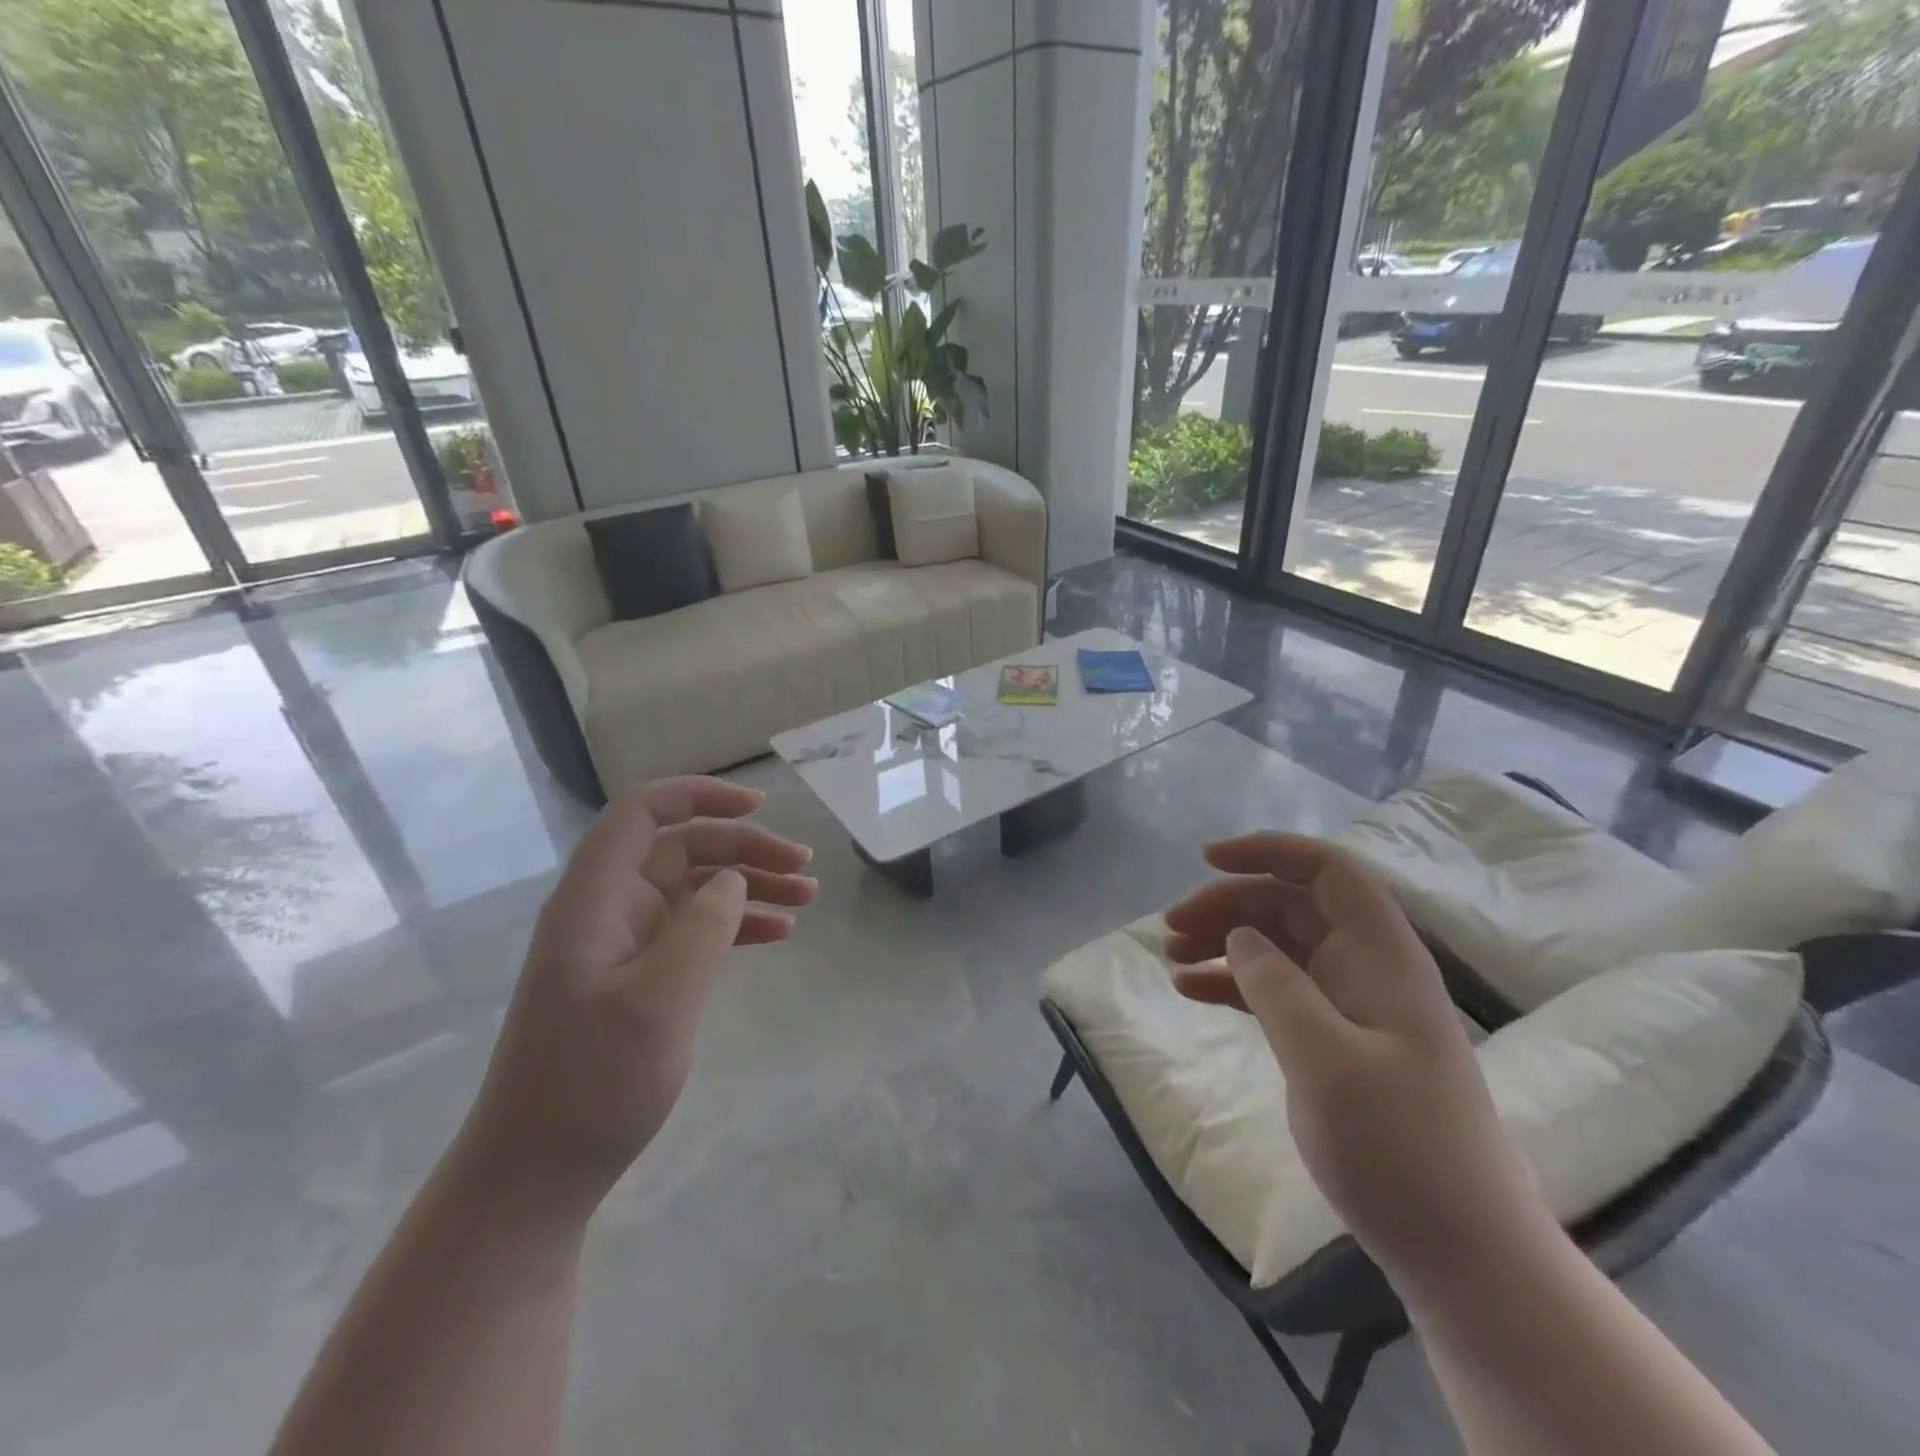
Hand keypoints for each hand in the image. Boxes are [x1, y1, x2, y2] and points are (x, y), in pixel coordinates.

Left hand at [453, 777, 815, 1220]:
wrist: (536, 1175)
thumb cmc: (592, 1084)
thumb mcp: (658, 1001)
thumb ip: (702, 927)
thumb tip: (732, 878)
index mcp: (595, 899)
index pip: (642, 814)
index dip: (699, 796)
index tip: (759, 807)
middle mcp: (607, 909)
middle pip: (682, 848)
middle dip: (745, 848)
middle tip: (805, 868)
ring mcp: (623, 944)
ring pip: (695, 888)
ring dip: (750, 884)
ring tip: (806, 897)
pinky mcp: (638, 976)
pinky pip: (694, 929)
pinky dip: (736, 924)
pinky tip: (776, 934)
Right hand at [1163, 833, 1552, 1296]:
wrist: (1461, 1252)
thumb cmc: (1401, 1148)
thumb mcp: (1327, 1061)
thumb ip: (1277, 986)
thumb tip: (1241, 935)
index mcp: (1381, 956)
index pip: (1327, 872)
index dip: (1269, 851)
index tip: (1208, 859)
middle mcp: (1365, 968)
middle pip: (1289, 906)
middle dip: (1227, 904)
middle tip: (1170, 928)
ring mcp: (1349, 1007)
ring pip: (1276, 946)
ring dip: (1223, 942)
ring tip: (1170, 957)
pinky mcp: (1333, 1042)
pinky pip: (1274, 991)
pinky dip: (1231, 984)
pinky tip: (1190, 990)